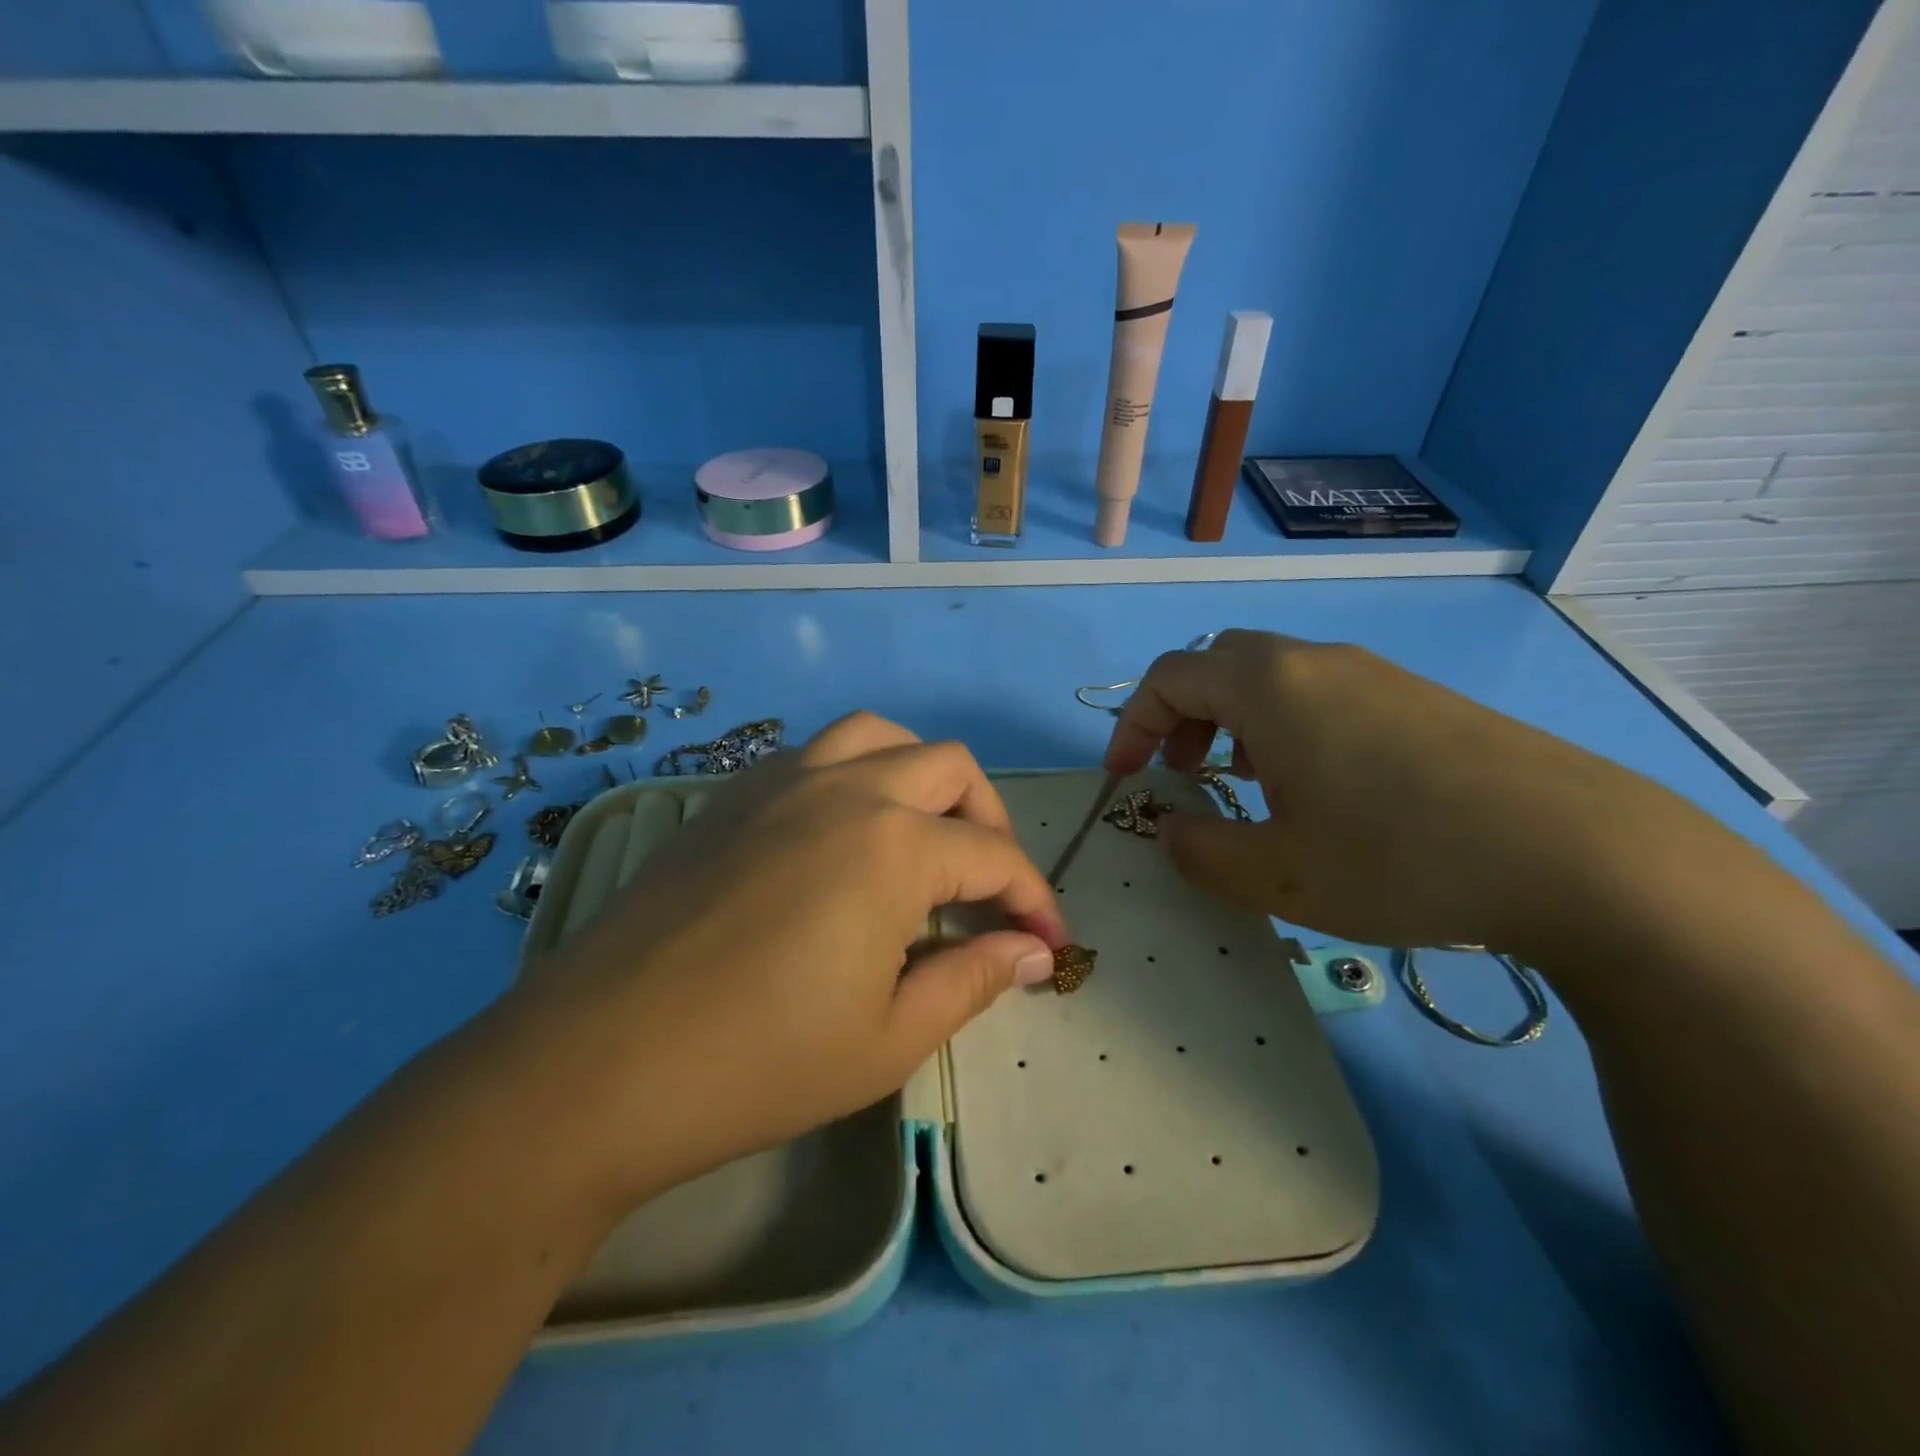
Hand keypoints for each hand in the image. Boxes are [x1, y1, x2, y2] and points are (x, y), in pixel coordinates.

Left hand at [511, 712, 1067, 1213]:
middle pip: (949, 768)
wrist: (597, 1065)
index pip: (993, 856)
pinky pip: (815, 754)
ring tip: (923, 836)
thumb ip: (972, 978)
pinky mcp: (732, 795)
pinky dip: (855, 774)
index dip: (1033, 899)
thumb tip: (1031, 952)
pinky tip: (844, 836)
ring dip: (920, 776)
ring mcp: (780, 781)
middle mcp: (845, 788)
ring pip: (878, 737)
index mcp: (894, 845)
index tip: (1048, 943)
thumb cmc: (758, 1063)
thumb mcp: (889, 1037)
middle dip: (989, 821)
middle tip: (990, 886)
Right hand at [1104, 628, 1677, 958]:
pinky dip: (1293, 729)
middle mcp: (1318, 661)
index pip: (1169, 677)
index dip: (1132, 725)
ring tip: (1255, 788)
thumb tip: (1172, 831)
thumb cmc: (1400, 857)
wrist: (1582, 855)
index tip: (1125, 779)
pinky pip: (1328, 696)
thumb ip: (1200, 852)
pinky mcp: (1423, 700)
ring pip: (1277, 678)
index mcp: (1269, 685)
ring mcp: (1378, 675)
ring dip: (1239, 723)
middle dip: (1184, 716)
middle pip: (1221, 663)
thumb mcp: (1278, 876)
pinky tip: (1328, 794)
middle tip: (1188, 774)